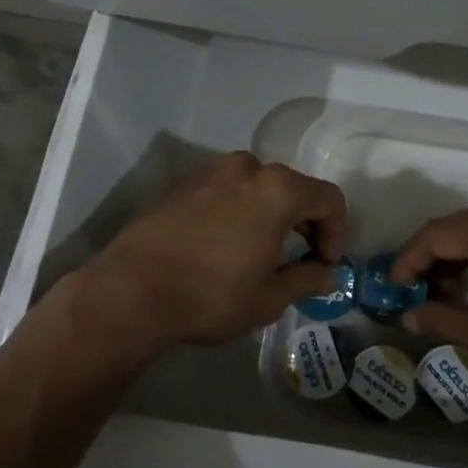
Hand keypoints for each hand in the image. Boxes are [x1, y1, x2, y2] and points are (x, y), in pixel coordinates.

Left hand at [65, 152, 346, 352]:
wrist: (130, 292)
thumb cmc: (211, 295)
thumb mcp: (269, 298)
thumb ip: (307, 279)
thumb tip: (328, 273)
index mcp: (278, 190)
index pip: (328, 199)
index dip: (337, 231)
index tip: (327, 263)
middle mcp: (247, 168)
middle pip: (292, 188)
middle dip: (303, 222)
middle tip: (298, 258)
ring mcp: (209, 172)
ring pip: (255, 187)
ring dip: (267, 214)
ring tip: (257, 250)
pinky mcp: (180, 184)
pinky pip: (222, 191)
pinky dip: (234, 211)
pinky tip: (220, 245)